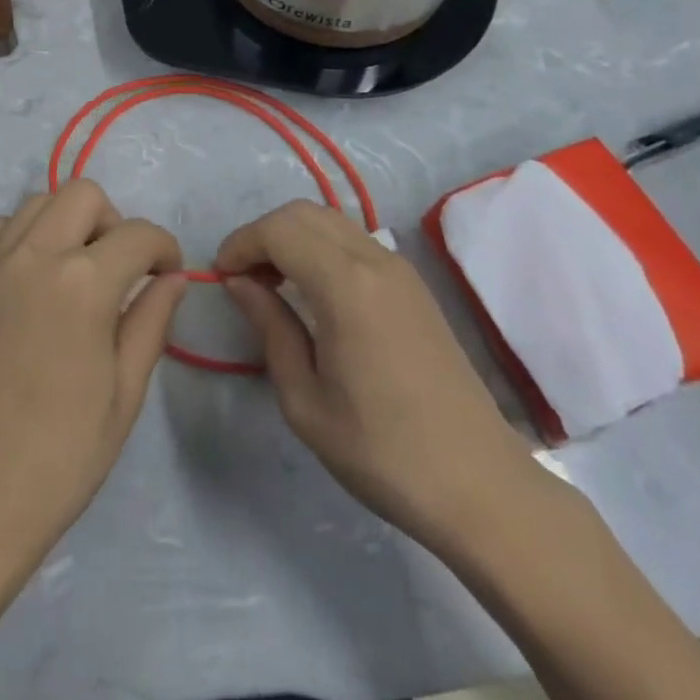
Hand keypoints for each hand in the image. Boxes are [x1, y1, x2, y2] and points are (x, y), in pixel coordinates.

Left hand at [0, 180, 186, 562]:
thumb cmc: (61, 454)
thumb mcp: (125, 392)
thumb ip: (151, 321)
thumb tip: (173, 278)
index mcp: (84, 284)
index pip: (138, 235)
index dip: (164, 248)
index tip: (167, 273)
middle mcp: (35, 255)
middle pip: (84, 195)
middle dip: (114, 221)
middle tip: (118, 268)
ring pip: (37, 202)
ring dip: (66, 223)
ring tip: (71, 270)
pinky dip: (19, 236)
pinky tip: (27, 277)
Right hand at [215, 201, 540, 553]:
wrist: (480, 486)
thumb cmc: (382, 452)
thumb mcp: (305, 400)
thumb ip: (269, 327)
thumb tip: (238, 283)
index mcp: (346, 285)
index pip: (278, 230)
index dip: (240, 244)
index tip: (220, 278)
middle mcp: (375, 260)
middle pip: (303, 212)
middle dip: (263, 234)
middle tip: (243, 279)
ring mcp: (400, 269)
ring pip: (330, 220)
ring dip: (292, 237)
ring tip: (273, 284)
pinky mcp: (414, 286)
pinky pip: (354, 241)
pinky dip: (320, 247)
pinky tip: (313, 292)